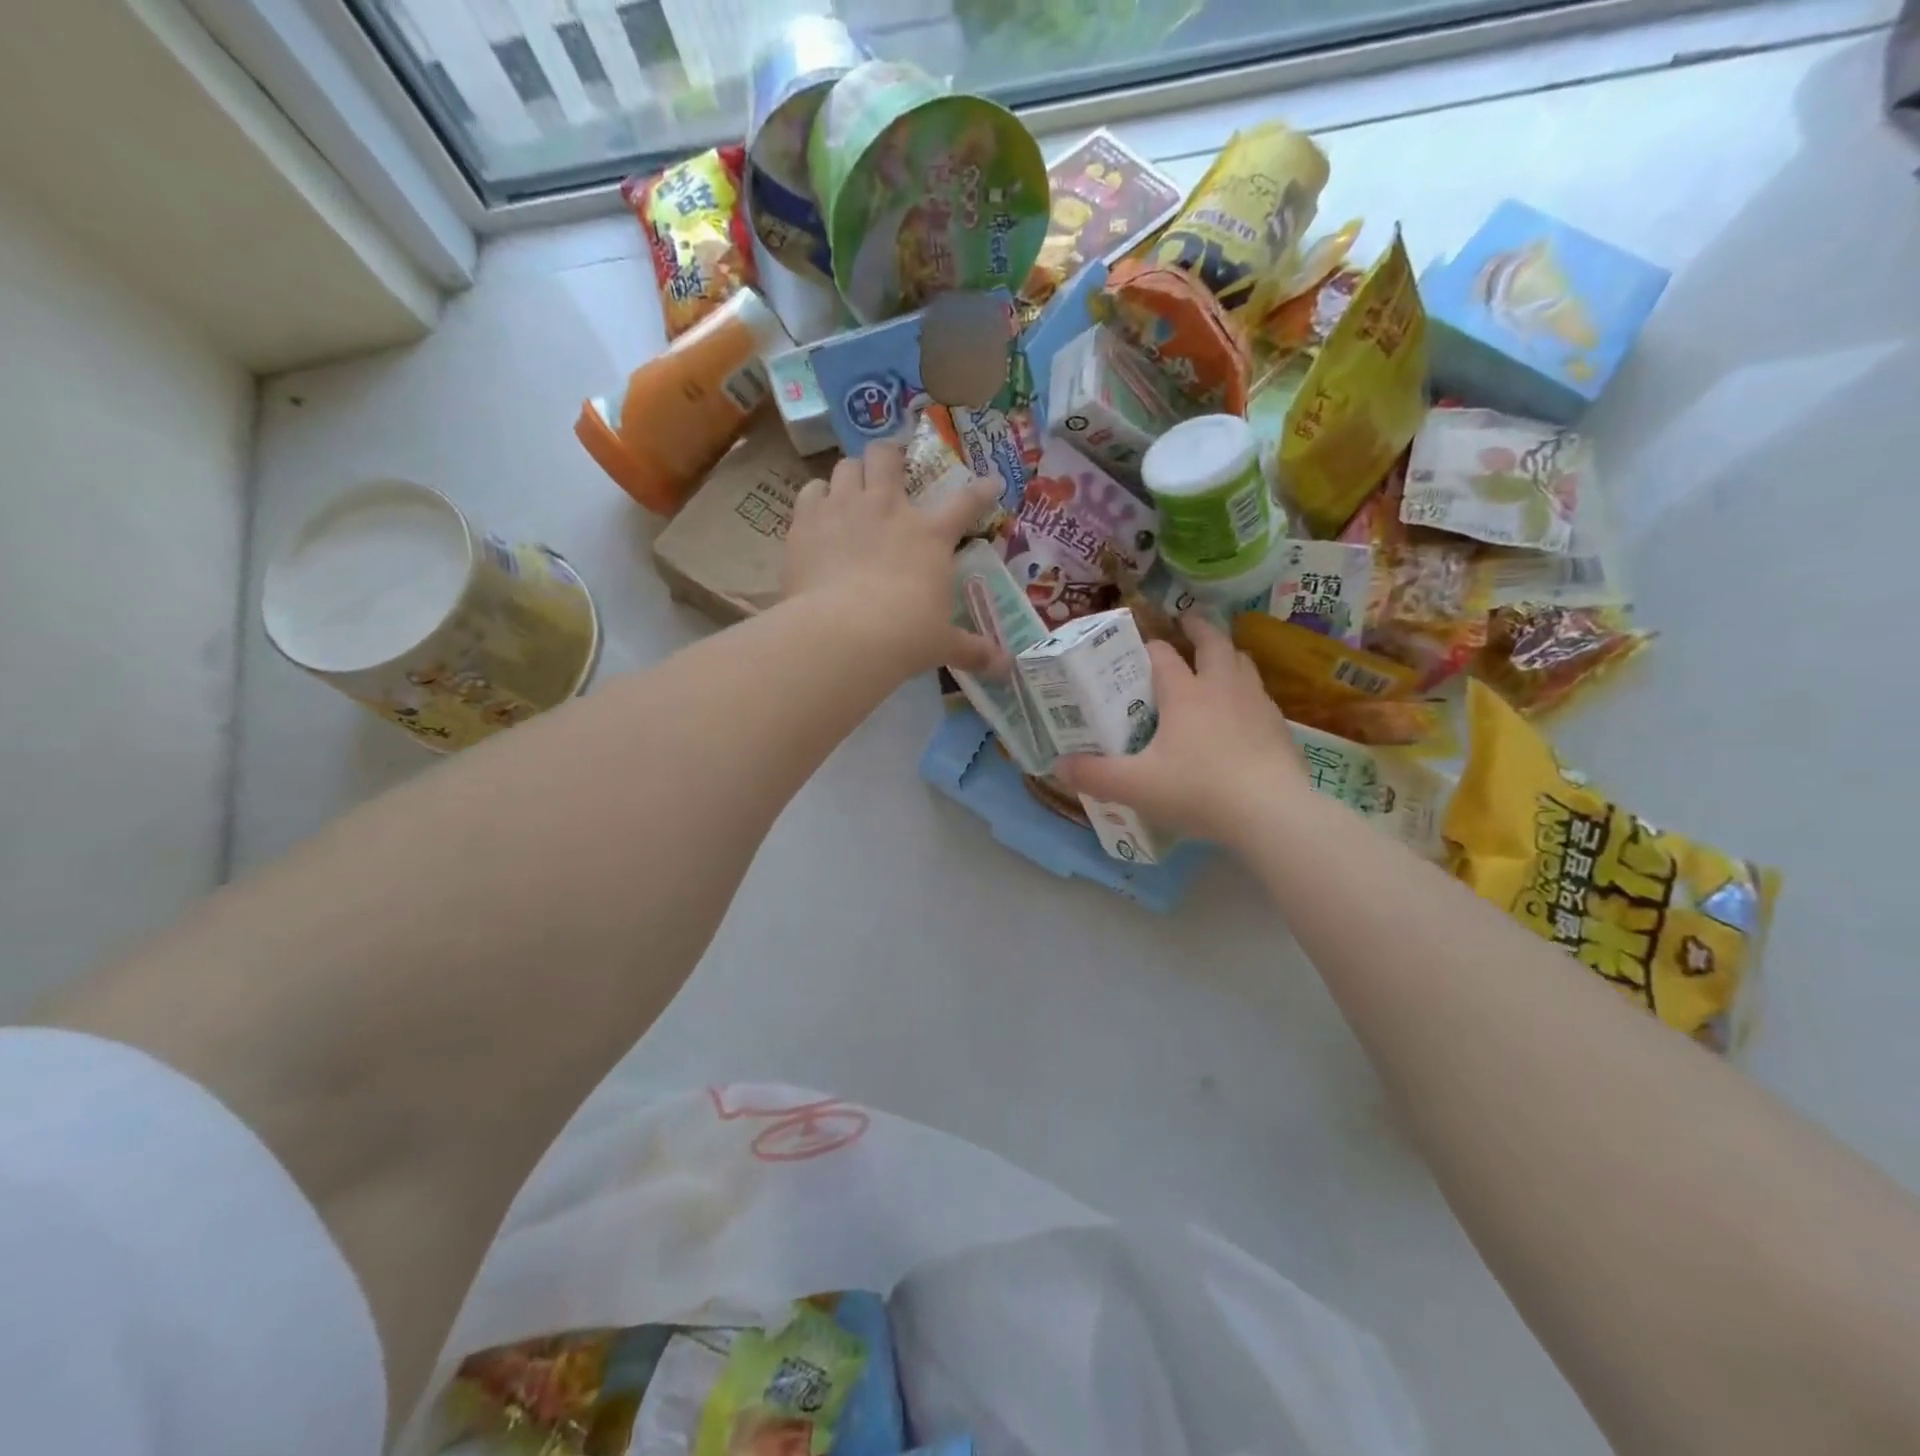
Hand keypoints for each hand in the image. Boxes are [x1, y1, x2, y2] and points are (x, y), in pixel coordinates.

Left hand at [783, 443, 1005, 674]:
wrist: (844, 634)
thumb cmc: (904, 636)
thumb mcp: (942, 643)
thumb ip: (972, 650)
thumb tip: (1006, 669)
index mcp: (930, 536)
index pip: (965, 503)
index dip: (981, 491)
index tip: (991, 482)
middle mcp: (888, 508)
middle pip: (887, 457)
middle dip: (890, 456)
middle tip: (890, 467)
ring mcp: (845, 508)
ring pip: (846, 466)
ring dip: (851, 475)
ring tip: (850, 490)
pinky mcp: (807, 521)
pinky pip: (810, 490)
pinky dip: (815, 497)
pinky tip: (817, 513)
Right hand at [1055, 616, 1304, 845]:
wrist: (1271, 812)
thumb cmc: (1198, 790)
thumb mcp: (1135, 786)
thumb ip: (1094, 775)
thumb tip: (1058, 767)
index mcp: (1184, 693)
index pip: (1162, 655)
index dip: (1148, 647)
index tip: (1138, 647)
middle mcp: (1221, 687)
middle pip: (1213, 643)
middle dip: (1197, 628)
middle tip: (1186, 622)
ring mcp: (1256, 703)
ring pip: (1242, 662)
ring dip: (1226, 653)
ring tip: (1217, 658)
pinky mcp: (1278, 726)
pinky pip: (1260, 694)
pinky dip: (1247, 689)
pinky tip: (1242, 710)